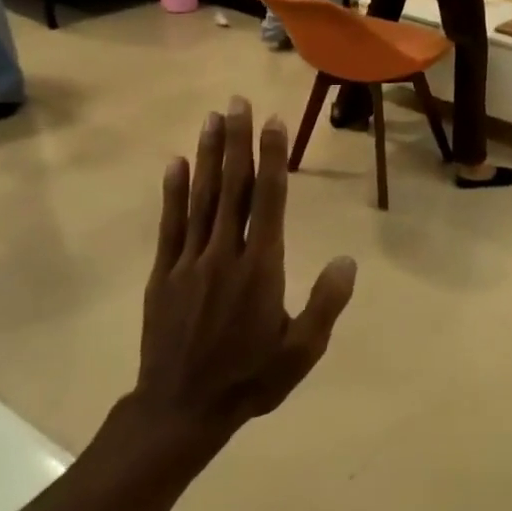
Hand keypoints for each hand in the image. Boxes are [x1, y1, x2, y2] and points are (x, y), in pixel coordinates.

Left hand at [133, 98, 358, 451]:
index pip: (268, 201)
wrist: (182, 408)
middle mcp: (225, 254)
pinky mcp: (164, 274)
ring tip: (211, 118)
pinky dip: (173, 192)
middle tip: (236, 102)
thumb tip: (347, 260)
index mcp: (261, 269)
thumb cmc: (251, 379)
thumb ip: (326, 303)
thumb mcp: (303, 350)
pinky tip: (176, 163)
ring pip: (200, 198)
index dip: (272, 159)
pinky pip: (169, 225)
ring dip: (208, 155)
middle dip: (237, 142)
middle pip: (232, 188)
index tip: (273, 123)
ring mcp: (190, 262)